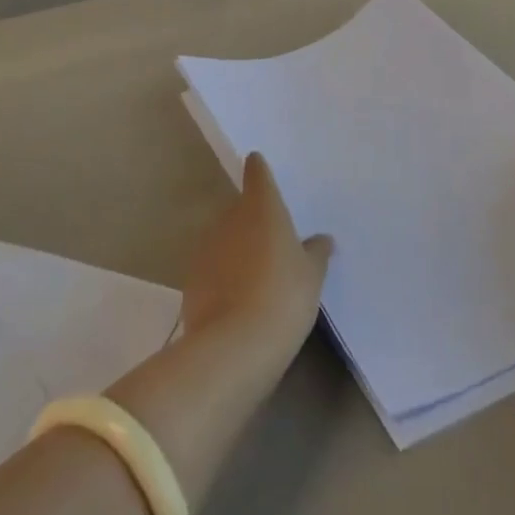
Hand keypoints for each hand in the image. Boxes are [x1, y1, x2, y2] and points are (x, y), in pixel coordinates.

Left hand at [182, 153, 332, 367]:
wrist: (234, 346)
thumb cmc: (283, 297)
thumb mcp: (311, 276)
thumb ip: (316, 252)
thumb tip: (322, 239)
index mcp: (262, 207)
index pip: (257, 173)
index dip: (259, 170)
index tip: (261, 169)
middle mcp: (230, 217)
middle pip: (241, 208)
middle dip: (253, 221)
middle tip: (272, 242)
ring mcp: (207, 247)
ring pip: (225, 239)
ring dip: (237, 250)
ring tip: (256, 278)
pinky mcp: (192, 279)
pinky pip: (212, 269)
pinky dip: (223, 277)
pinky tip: (237, 302)